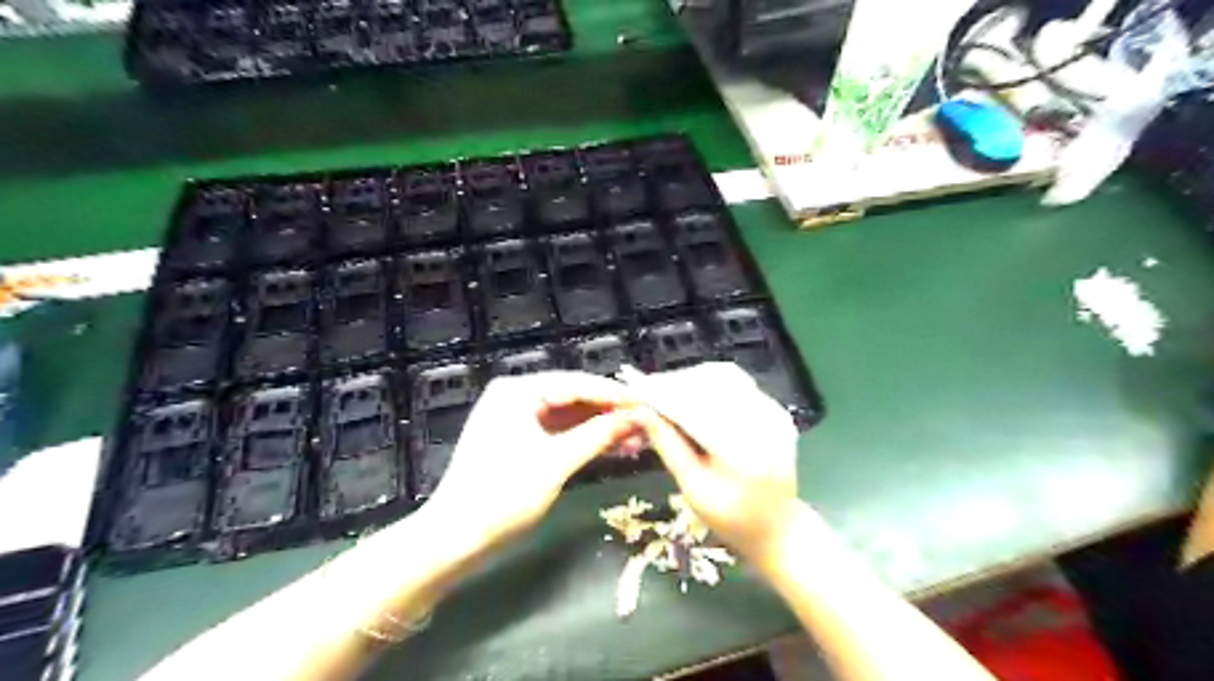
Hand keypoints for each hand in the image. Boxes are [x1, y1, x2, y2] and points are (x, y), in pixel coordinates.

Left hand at [427, 374, 637, 552]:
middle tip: (647, 424)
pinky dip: (585, 441)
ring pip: (570, 417)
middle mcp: (517, 397)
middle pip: (574, 398)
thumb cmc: (502, 496)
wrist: (454, 539)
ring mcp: (518, 419)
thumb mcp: (556, 463)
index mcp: (518, 391)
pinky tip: (614, 449)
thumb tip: (638, 417)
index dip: (615, 395)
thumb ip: (598, 435)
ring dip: (601, 428)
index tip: (649, 405)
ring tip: (638, 440)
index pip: (576, 383)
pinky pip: (560, 433)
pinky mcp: (520, 440)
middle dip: (610, 413)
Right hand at [627, 361, 803, 563]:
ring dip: (688, 379)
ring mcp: (772, 412)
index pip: (692, 408)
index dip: (660, 394)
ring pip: (721, 376)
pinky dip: (708, 382)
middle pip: (707, 385)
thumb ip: (668, 447)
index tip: (633, 388)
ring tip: (663, 390)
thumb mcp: (693, 490)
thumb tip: (641, 412)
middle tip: (643, 388)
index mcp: (742, 450)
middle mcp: (762, 423)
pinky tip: (689, 392)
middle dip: (672, 383)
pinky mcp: (774, 408)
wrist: (779, 527)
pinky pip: (736, 382)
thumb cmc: (731, 519)